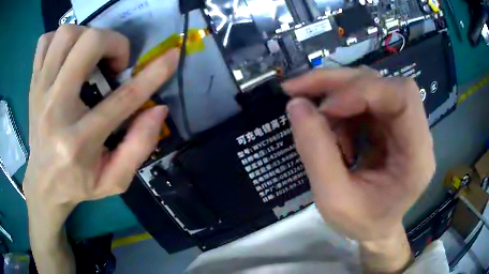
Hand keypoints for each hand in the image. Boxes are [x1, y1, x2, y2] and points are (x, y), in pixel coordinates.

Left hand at [24, 26, 178, 271]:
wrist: (43, 184)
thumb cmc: (78, 185)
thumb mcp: (114, 181)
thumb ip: (139, 147)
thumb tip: (158, 109)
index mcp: (78, 142)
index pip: (122, 98)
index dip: (153, 73)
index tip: (172, 56)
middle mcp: (55, 109)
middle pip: (88, 44)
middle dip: (113, 42)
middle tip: (114, 63)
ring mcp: (39, 92)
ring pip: (66, 35)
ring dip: (87, 36)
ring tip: (91, 56)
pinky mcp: (33, 84)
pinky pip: (45, 41)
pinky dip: (60, 39)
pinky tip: (66, 56)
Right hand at [283, 68, 434, 271]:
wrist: (376, 228)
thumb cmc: (362, 222)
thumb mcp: (333, 201)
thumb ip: (315, 153)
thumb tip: (296, 104)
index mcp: (417, 156)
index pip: (403, 97)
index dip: (364, 90)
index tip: (325, 107)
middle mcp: (416, 132)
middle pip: (384, 84)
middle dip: (340, 83)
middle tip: (298, 89)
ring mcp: (403, 124)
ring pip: (370, 85)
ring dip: (336, 93)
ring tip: (314, 116)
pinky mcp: (390, 122)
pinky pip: (364, 97)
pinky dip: (339, 105)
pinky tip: (330, 128)